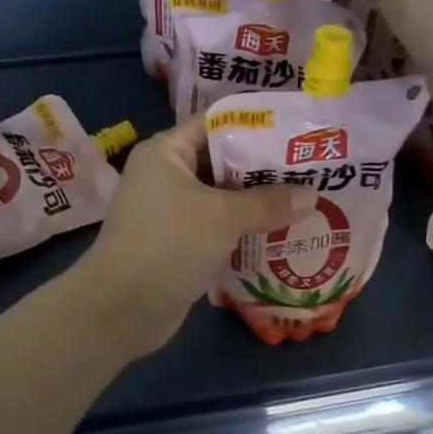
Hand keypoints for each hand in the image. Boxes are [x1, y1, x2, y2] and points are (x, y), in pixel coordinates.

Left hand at [79, 118, 313, 355]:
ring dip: (258, 204)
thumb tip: (312, 195)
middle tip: (311, 170)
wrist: (120, 309)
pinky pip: (218, 229)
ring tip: (307, 201)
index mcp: (166, 152)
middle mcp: (166, 176)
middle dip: (264, 169)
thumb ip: (268, 203)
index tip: (295, 131)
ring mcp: (171, 213)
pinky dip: (245, 231)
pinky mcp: (179, 245)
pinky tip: (283, 235)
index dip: (255, 125)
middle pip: (222, 162)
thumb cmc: (168, 244)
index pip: (214, 124)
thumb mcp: (223, 217)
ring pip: (223, 199)